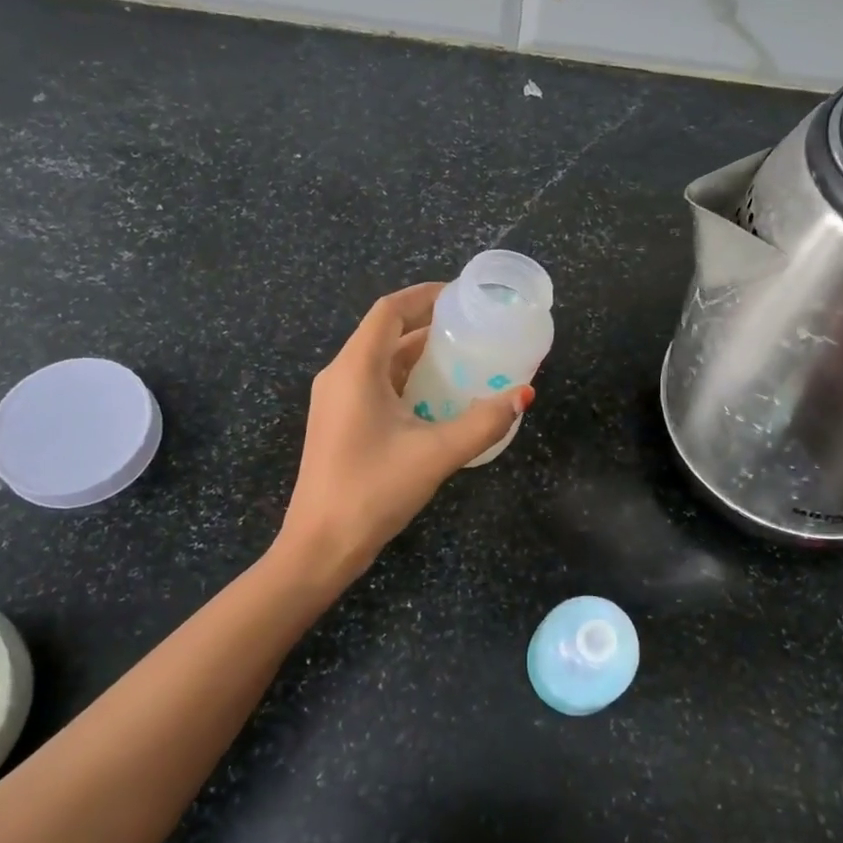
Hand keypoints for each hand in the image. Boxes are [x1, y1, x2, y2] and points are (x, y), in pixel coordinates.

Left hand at [280, 283, 533, 578]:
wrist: (319, 546)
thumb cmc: (372, 491)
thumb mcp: (435, 454)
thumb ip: (483, 422)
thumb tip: (523, 395)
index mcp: (356, 369)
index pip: (390, 310)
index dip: (425, 295)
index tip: (463, 295)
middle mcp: (341, 376)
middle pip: (387, 333)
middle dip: (430, 326)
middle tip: (475, 329)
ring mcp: (337, 401)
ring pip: (383, 362)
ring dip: (421, 356)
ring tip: (466, 359)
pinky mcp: (340, 423)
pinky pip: (378, 386)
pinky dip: (409, 382)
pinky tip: (441, 399)